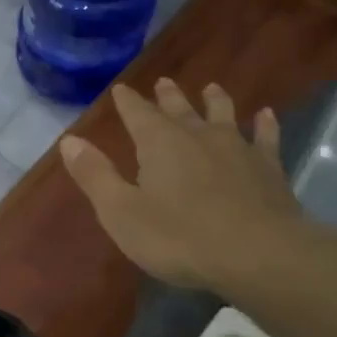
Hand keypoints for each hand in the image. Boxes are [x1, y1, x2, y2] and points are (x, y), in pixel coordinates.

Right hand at [59, 79, 302, 291]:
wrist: (258, 253)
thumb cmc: (180, 237)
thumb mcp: (122, 212)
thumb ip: (95, 175)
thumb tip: (69, 140)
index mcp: (158, 143)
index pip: (137, 113)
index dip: (127, 101)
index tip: (121, 88)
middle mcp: (197, 135)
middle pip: (179, 108)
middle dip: (167, 96)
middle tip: (163, 82)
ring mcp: (237, 147)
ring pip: (223, 114)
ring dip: (215, 100)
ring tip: (211, 88)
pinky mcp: (268, 167)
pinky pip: (266, 137)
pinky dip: (265, 124)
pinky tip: (267, 115)